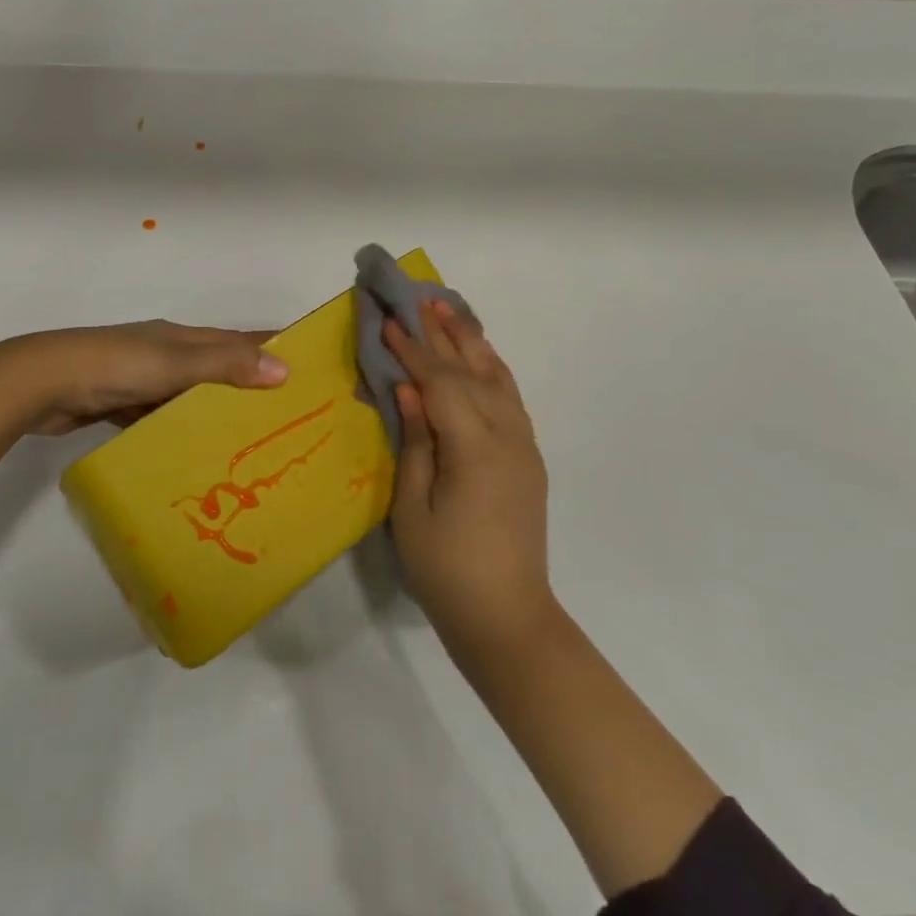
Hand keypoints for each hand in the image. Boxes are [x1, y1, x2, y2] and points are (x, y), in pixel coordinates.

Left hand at [9, 321, 286, 435]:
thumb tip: (284, 370)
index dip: (270, 346)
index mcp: (182, 337)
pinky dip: (181, 429)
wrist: (42, 384)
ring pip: (190, 395)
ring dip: (216, 411)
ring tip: (250, 440)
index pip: (237, 338)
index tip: (306, 363)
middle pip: (217, 367)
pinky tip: (196, 452)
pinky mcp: (122, 405)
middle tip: (286, 416)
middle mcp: (166, 354)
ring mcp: (142, 380)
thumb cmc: (114, 366)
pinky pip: (163, 417)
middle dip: (249, 385)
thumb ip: (225, 366)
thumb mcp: (174, 363)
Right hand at [385, 302, 554, 661]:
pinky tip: (480, 358)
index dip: (412, 351)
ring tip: (449, 311)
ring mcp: (524, 446)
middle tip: (418, 298)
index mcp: (475, 448)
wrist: (507, 617)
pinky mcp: (528, 458)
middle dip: (442, 334)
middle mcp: (507, 436)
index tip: (387, 321)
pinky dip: (492, 370)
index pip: (440, 383)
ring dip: (472, 343)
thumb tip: (407, 389)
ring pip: (498, 378)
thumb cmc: (446, 569)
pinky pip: (510, 399)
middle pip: (471, 371)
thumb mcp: (413, 508)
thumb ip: (415, 441)